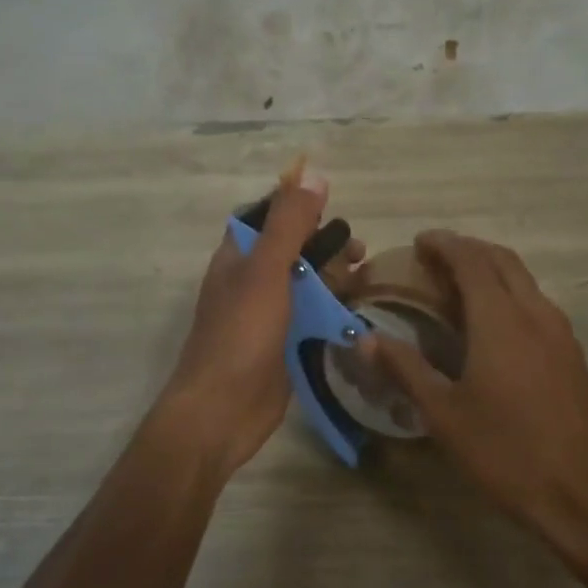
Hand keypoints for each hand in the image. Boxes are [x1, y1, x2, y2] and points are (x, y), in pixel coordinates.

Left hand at [153, 165, 364, 475]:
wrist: (222, 411)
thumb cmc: (241, 333)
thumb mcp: (267, 270)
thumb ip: (289, 224)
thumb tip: (314, 175)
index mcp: (239, 256)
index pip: (268, 217)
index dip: (298, 208)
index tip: (333, 209)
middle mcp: (252, 280)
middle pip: (294, 250)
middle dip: (327, 246)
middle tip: (360, 253)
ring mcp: (268, 314)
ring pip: (306, 285)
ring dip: (334, 278)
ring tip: (366, 279)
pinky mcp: (284, 344)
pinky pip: (312, 318)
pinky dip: (334, 311)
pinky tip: (358, 313)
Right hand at [370, 232, 587, 553]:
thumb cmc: (509, 453)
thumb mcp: (446, 414)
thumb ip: (405, 369)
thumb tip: (365, 338)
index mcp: (501, 318)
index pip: (471, 258)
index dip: (443, 244)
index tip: (418, 243)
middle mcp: (535, 311)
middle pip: (501, 259)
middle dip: (467, 249)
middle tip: (434, 260)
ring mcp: (560, 332)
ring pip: (523, 279)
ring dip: (490, 270)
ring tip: (457, 288)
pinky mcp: (573, 353)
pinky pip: (536, 303)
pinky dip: (508, 293)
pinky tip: (491, 326)